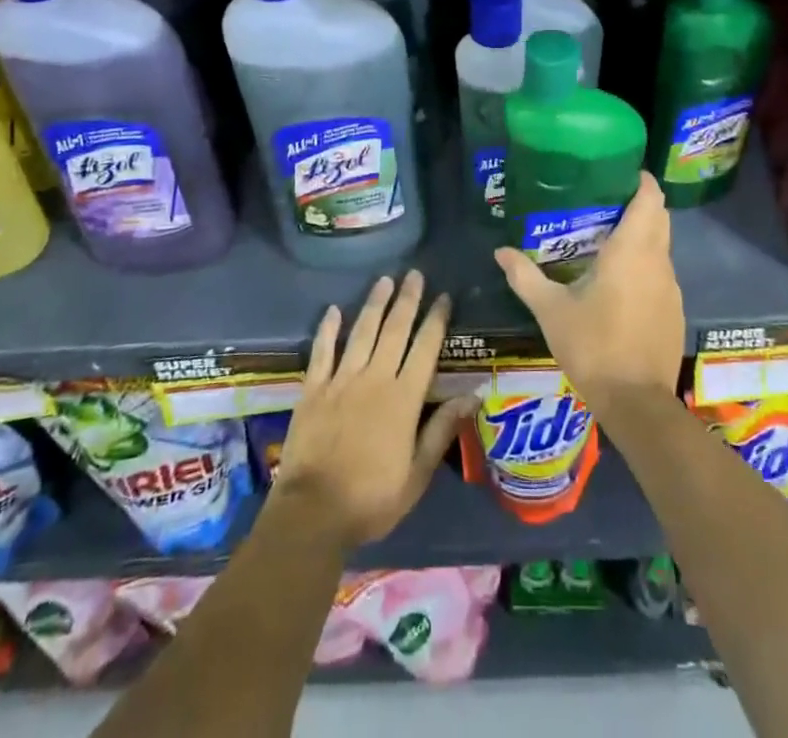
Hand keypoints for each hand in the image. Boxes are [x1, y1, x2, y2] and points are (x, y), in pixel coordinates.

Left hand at [273, 270, 474, 555]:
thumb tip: (474, 395)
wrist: (313, 513)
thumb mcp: (417, 474)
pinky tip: (333, 310)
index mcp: (403, 399)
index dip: (436, 320)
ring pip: (361, 332)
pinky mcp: (313, 389)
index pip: (425, 349)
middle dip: (407, 300)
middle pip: (394, 330)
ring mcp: (341, 381)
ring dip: (374, 304)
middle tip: (414, 274)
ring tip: (384, 280)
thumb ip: (442, 430)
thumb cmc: (372, 499)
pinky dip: (328, 329)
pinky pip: (322, 351)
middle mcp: (374, 379)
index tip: (444, 297)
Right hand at [494, 172, 683, 412]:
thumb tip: (500, 251)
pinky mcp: (675, 311)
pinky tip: (621, 282)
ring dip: (643, 236)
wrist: (636, 403)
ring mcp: (671, 288)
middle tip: (605, 201)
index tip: (620, 172)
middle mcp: (658, 261)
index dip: (641, 180)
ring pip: (662, 247)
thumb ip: (525, 276)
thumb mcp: (551, 310)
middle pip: (659, 218)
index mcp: (632, 251)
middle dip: (639, 204)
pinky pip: (662, 273)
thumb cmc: (593, 346)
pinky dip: (646, 265)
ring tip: (608, 238)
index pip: (650, 199)